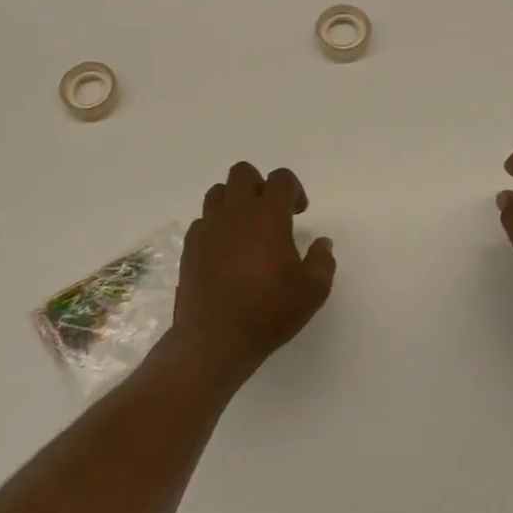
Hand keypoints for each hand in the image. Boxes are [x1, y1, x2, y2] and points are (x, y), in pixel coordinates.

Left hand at [172, 161, 336, 387]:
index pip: (280, 179)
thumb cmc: (269, 311)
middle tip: (271, 213)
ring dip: (235, 201)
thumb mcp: (313, 291)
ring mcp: (208, 228)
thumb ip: (322, 261)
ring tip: (246, 229)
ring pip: (218, 192)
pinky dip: (216, 226)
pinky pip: (203, 221)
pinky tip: (226, 251)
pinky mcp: (189, 247)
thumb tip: (322, 243)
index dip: (294, 189)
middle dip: (260, 185)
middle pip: (243, 173)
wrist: (215, 339)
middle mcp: (235, 213)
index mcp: (267, 216)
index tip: (299, 212)